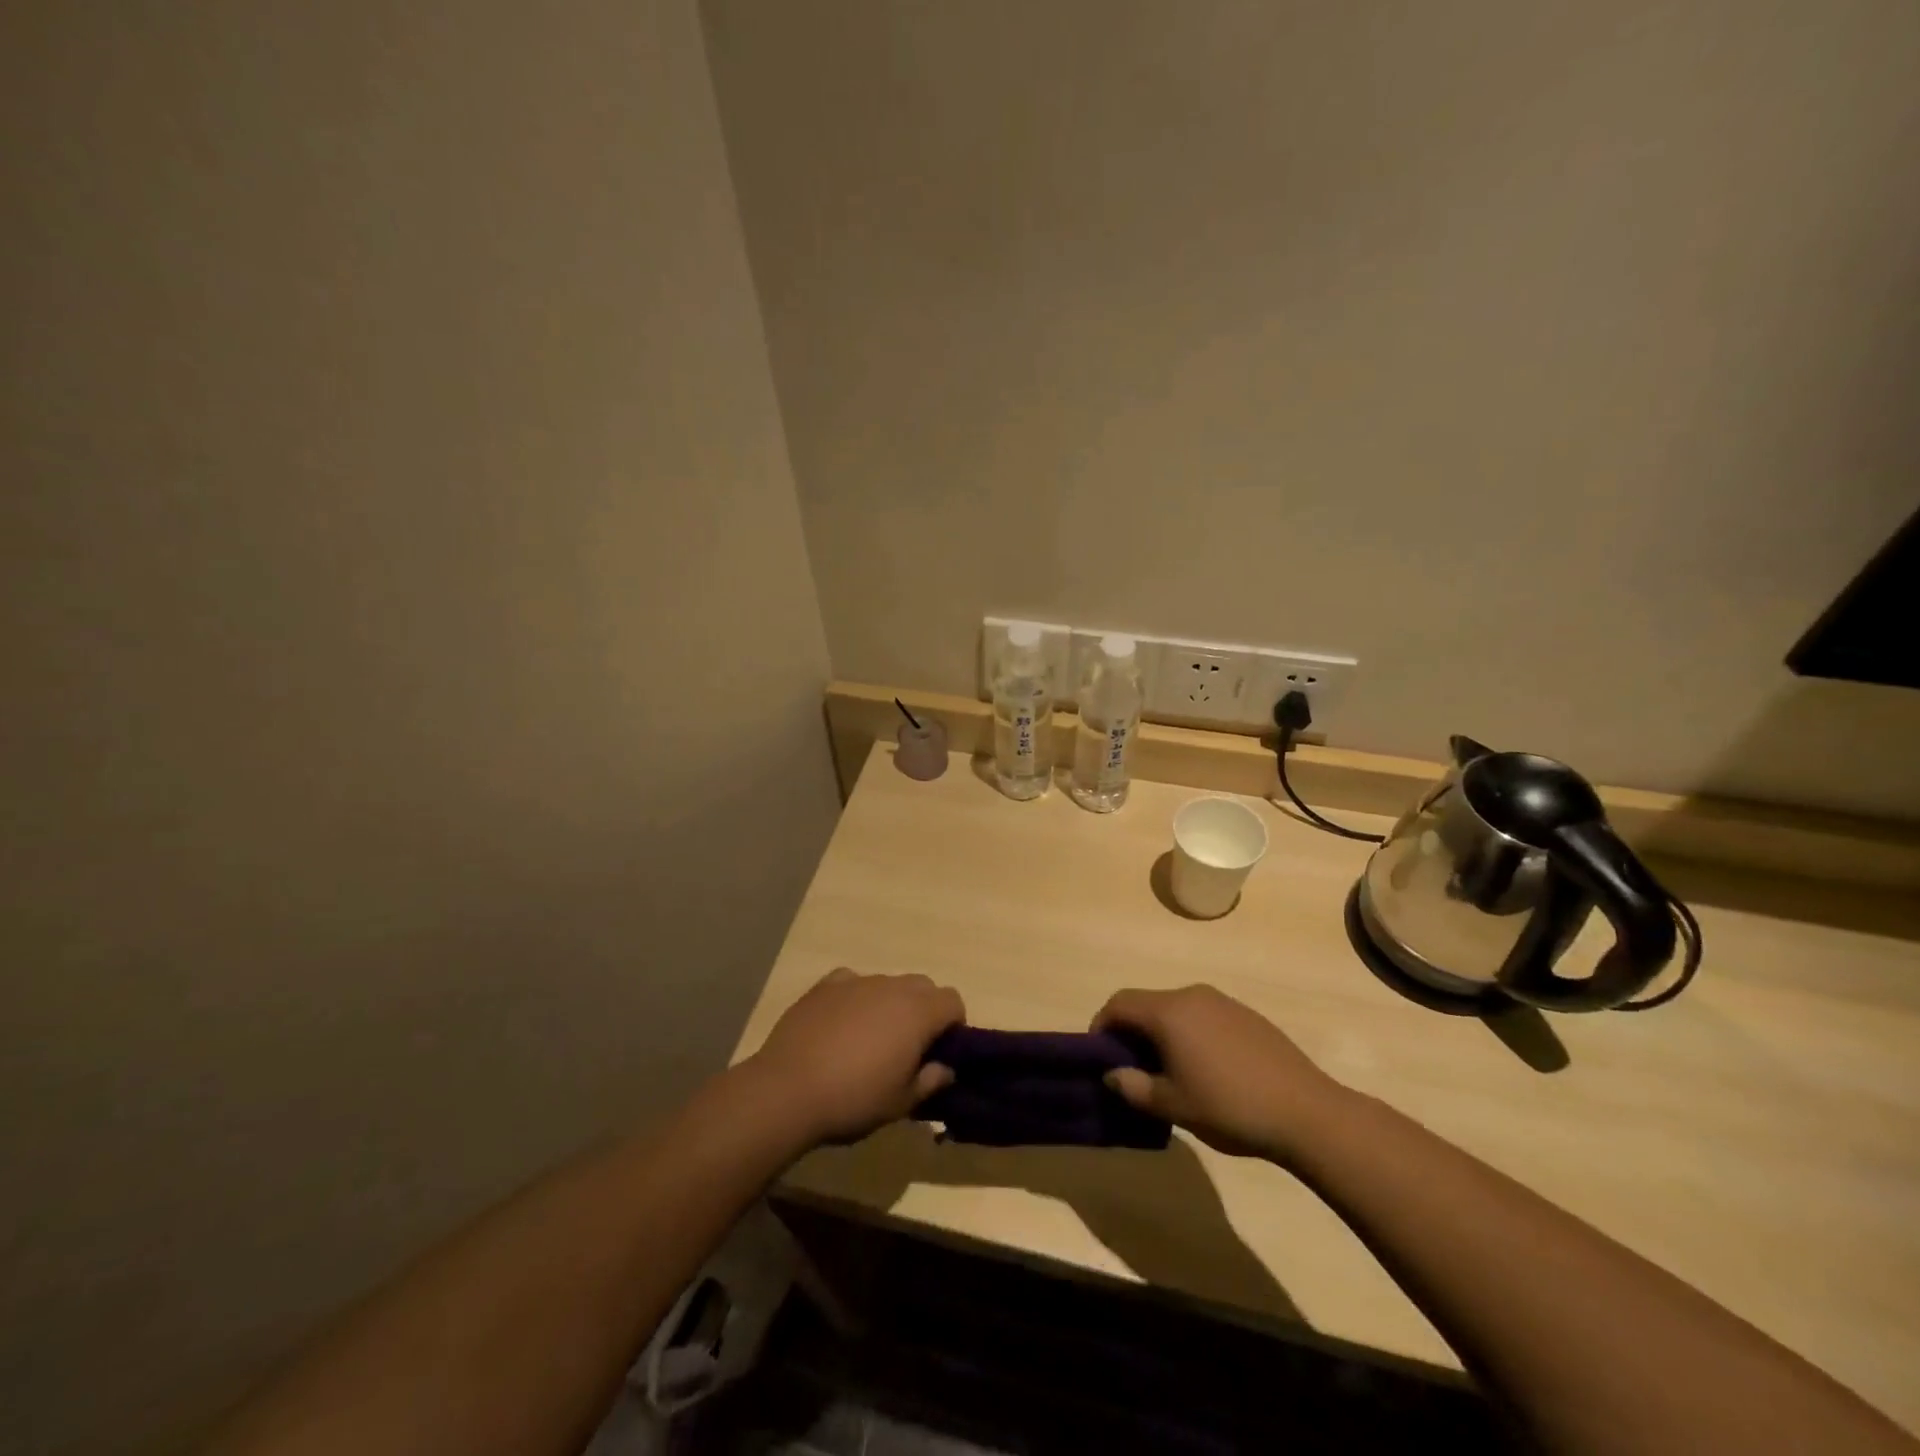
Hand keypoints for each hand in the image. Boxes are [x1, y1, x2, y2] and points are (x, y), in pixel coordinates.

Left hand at [749, 967, 964, 1144]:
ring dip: (889, 1004)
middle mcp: (891, 986)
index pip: (953, 1000)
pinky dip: (855, 998)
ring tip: (869, 1041)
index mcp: (917, 1012)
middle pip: (923, 986)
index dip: (954, 1024)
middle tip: (909, 1047)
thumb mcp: (901, 1103)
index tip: (941, 1051)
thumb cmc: (853, 1099)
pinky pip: (852, 983)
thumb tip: (946, 1068)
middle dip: (924, 1010)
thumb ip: (930, 1080)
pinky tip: (841, 1025)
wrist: (787, 1090)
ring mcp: (856, 981)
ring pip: (887, 984)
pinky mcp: (825, 985)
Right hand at [1093, 984, 1347, 1157]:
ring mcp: (1222, 1002)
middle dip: (1132, 1032)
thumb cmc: (1229, 1107)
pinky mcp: (1247, 1015)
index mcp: (1168, 1012)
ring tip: (1168, 1073)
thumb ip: (1134, 1087)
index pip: (1119, 1004)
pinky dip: (1189, 1034)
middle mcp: (1192, 995)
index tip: (1099, 1057)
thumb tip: (1112, 1074)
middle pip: (1147, 1004)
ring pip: (1176, 1010)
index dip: (1101, 1026)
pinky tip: (1206, 1070)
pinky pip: (1203, 1016)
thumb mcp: (1173, 1105)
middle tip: (1132, 1070)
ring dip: (1161, 1033)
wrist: (1307, 1112)